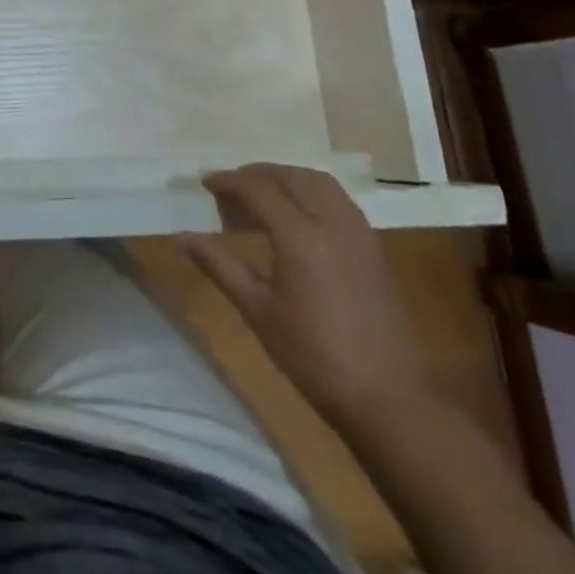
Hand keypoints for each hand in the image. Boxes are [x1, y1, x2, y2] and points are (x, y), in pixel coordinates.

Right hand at [184, 163, 431, 423]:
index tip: (205, 183)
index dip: (228, 181)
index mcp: (299, 235)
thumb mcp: (258, 312)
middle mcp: (331, 223)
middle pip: (290, 177)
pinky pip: (339, 200)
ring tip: (264, 192)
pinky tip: (300, 215)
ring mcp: (358, 234)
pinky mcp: (375, 249)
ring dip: (287, 177)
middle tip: (231, 185)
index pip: (257, 188)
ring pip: (319, 182)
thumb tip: (185, 236)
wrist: (389, 400)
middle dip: (257, 173)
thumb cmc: (314, 357)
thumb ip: (220, 266)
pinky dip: (312, 192)